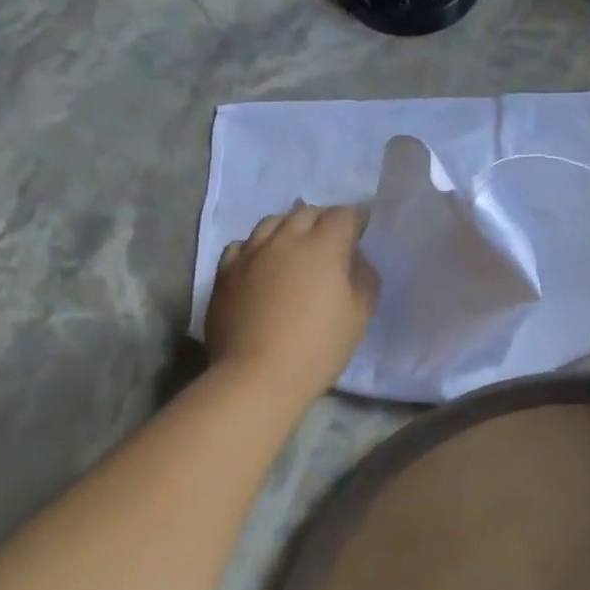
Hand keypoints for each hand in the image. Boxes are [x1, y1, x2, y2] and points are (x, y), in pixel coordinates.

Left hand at [206, 202, 379, 402]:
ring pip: (272, 222)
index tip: (362, 234)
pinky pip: (243, 245)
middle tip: (332, 241)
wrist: (256, 377)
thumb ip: (364, 277)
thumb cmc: (317, 348)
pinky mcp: (225, 272)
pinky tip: (262, 263)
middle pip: (307, 212)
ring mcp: (251, 253)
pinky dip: (258, 247)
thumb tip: (356, 260)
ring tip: (295, 247)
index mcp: (323, 246)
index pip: (344, 215)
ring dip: (289, 228)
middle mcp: (285, 239)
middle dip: (324, 220)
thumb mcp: (360, 315)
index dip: (357, 221)